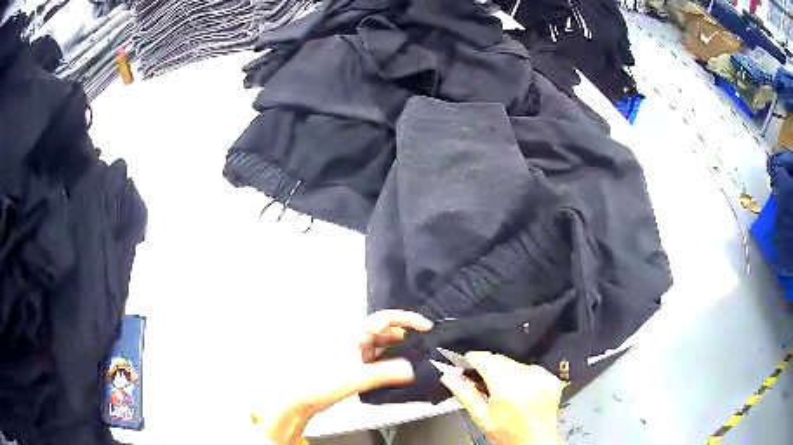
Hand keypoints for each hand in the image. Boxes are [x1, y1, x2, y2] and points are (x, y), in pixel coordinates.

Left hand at [266, 310, 431, 444]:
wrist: (302, 397)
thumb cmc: (319, 381)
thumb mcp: (358, 377)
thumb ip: (388, 373)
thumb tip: (411, 369)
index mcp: (354, 334)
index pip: (387, 318)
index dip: (408, 320)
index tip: (426, 327)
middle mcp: (355, 339)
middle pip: (387, 332)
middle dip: (406, 338)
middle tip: (423, 348)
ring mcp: (354, 352)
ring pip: (383, 347)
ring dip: (398, 353)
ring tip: (414, 362)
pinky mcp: (354, 365)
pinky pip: (377, 360)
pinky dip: (389, 364)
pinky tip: (398, 373)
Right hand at [439, 351, 563, 444]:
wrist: (535, 442)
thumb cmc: (509, 435)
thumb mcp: (481, 417)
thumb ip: (465, 394)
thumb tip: (449, 377)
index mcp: (507, 390)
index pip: (487, 360)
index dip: (473, 359)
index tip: (466, 361)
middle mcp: (527, 380)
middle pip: (501, 359)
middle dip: (489, 366)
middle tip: (482, 381)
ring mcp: (541, 378)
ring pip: (515, 362)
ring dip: (505, 371)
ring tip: (503, 390)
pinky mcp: (550, 378)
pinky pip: (530, 368)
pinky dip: (522, 375)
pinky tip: (520, 390)